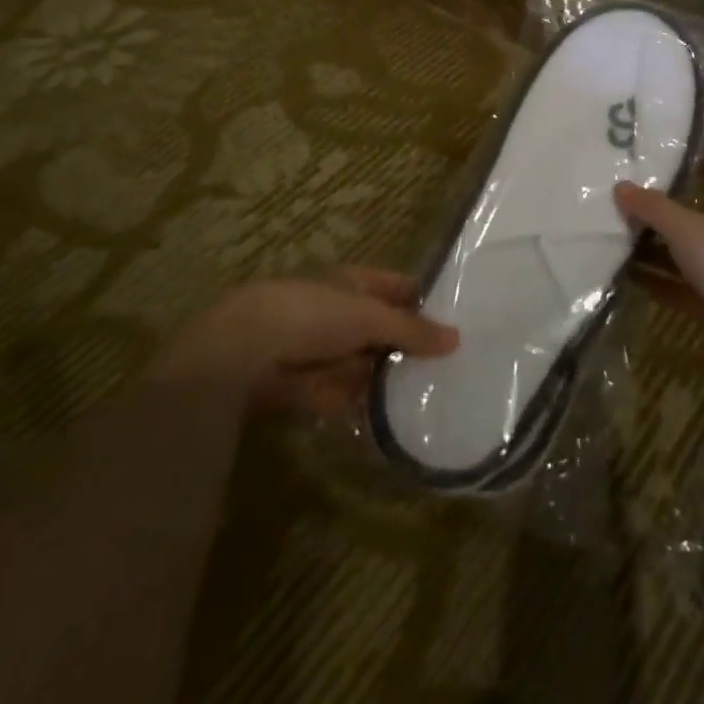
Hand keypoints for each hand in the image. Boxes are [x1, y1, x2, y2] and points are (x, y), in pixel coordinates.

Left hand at [152, 269, 458, 416]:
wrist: (245, 350)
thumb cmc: (313, 314)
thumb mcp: (370, 316)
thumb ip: (411, 330)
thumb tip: (456, 338)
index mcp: (353, 283)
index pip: (397, 288)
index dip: (424, 301)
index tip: (458, 321)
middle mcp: (339, 313)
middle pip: (383, 330)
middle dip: (410, 347)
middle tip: (452, 367)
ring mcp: (322, 351)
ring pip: (366, 365)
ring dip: (390, 380)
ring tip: (432, 398)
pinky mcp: (308, 388)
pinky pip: (345, 396)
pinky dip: (364, 406)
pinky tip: (395, 421)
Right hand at [615, 162, 703, 357]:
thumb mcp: (686, 226)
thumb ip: (652, 207)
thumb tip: (620, 186)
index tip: (676, 157)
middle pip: (695, 216)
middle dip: (665, 208)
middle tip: (627, 196)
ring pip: (682, 254)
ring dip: (654, 247)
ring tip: (616, 233)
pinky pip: (675, 288)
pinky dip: (653, 281)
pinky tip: (624, 275)